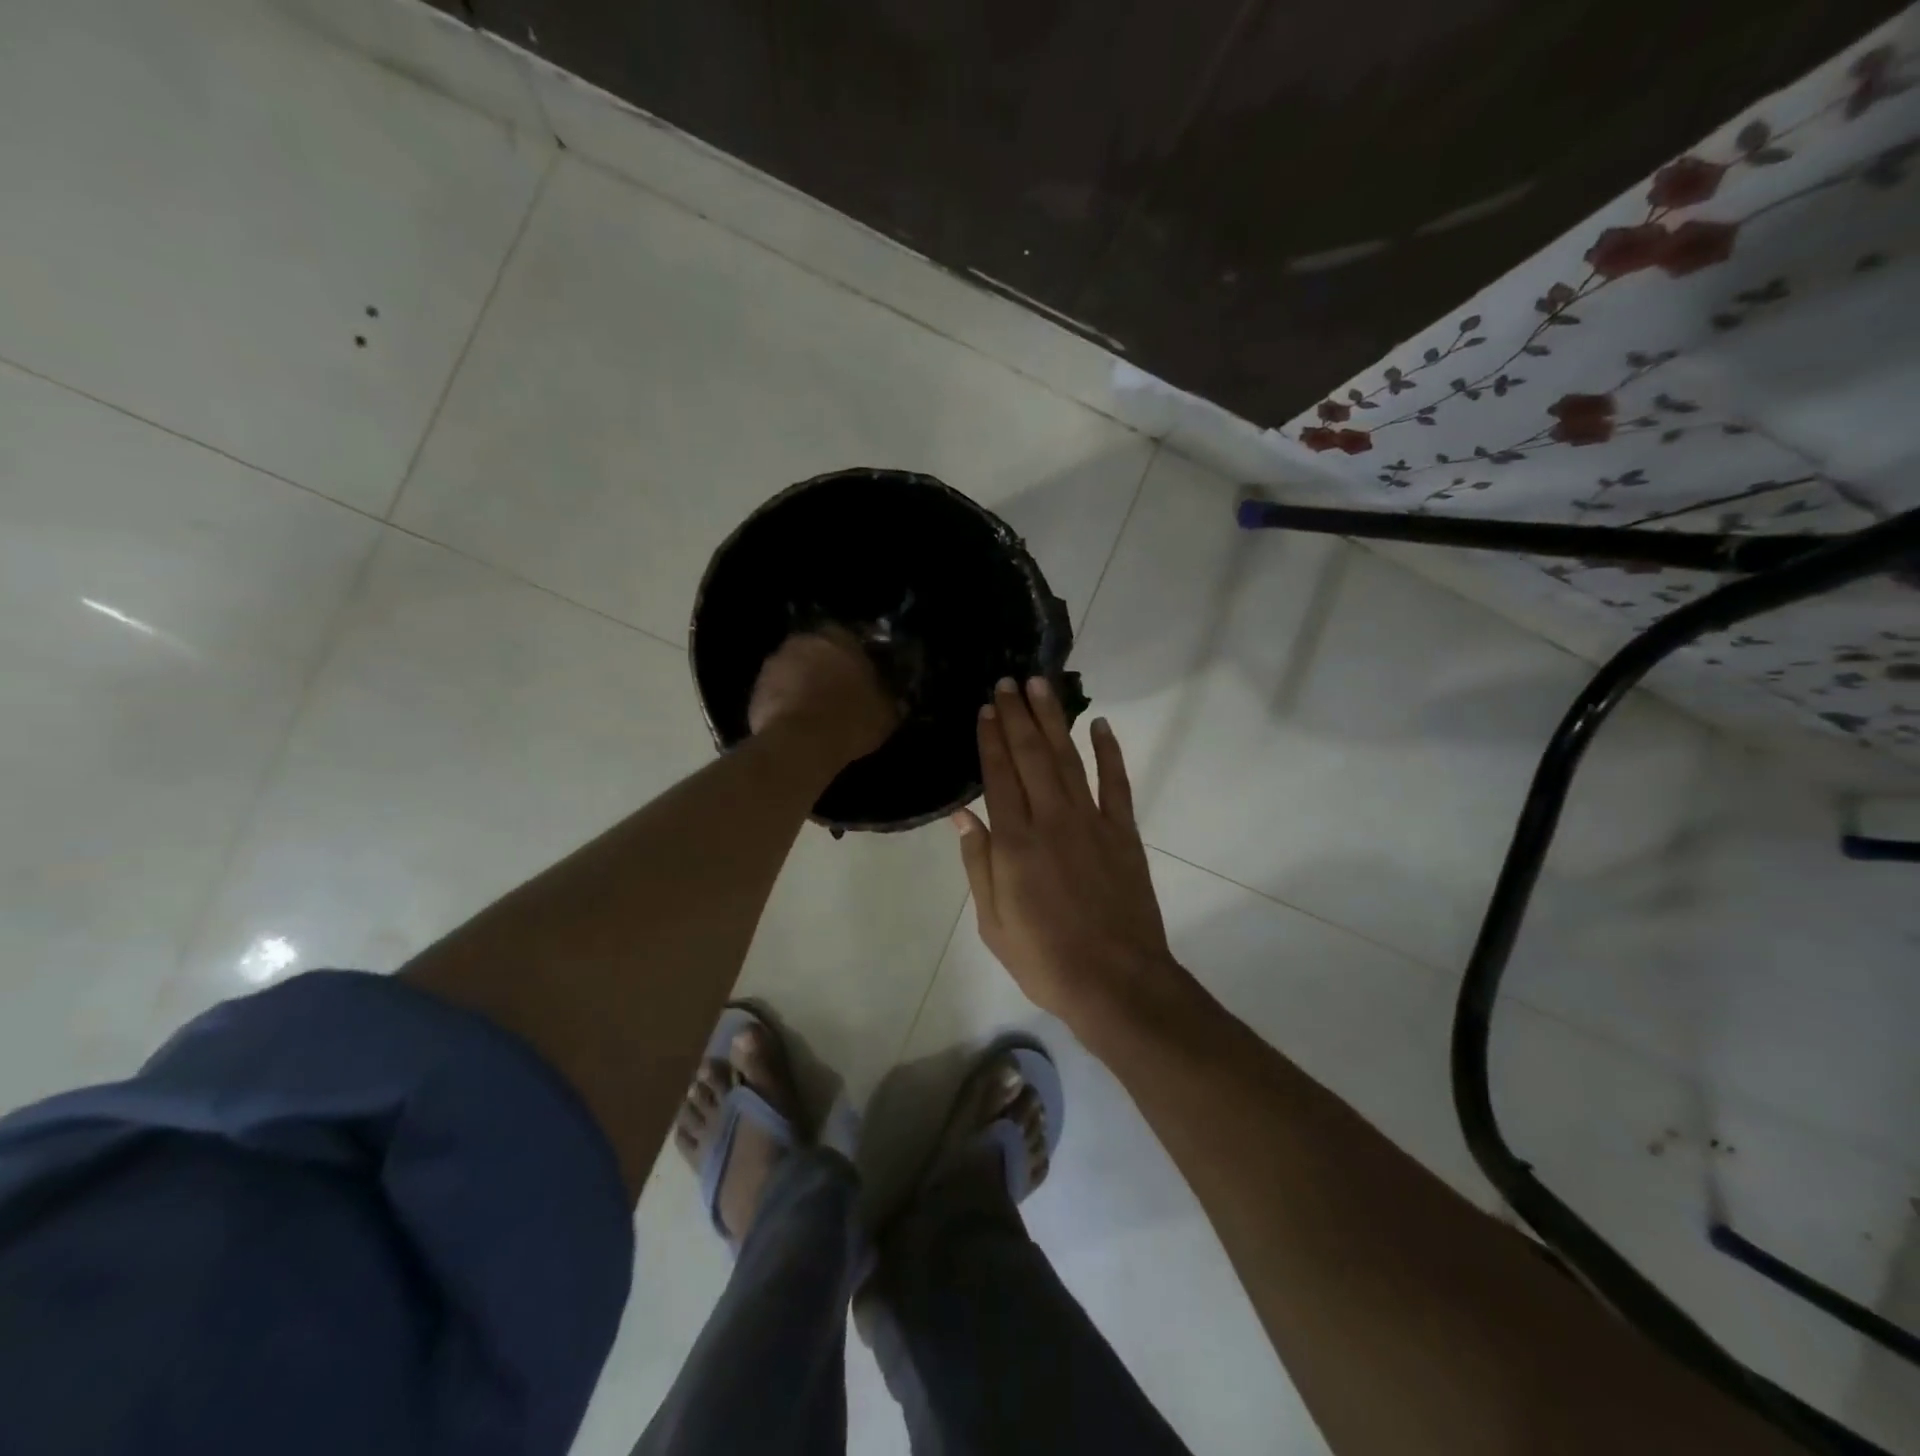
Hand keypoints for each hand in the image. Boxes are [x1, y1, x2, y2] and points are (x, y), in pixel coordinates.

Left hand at [748, 627, 899, 764]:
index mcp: (839, 638)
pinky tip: (797, 724)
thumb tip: (895, 700)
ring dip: (803, 684)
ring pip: (794, 670)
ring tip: (816, 711)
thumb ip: (888, 698)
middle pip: (817, 650)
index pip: (850, 637)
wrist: (800, 744)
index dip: (856, 658)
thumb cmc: (850, 719)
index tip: (863, 677)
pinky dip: (785, 703)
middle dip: (826, 668)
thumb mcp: (886, 713)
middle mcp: (803, 641)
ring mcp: (774, 664)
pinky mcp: (756, 690)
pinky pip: (777, 693)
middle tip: (838, 693)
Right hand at [953, 677, 1182, 1027]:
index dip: (991, 739)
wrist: (1116, 982)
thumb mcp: (993, 922)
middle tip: (1009, 681)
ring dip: (1054, 720)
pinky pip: (1116, 783)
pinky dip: (1109, 752)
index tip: (986, 708)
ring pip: (1068, 759)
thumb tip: (962, 816)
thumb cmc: (1045, 958)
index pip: (999, 776)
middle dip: (1018, 715)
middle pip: (1031, 756)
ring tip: (1042, 686)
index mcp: (1015, 843)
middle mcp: (1051, 821)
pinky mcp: (1124, 833)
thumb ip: (979, 864)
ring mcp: (1091, 823)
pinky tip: (1100, 725)